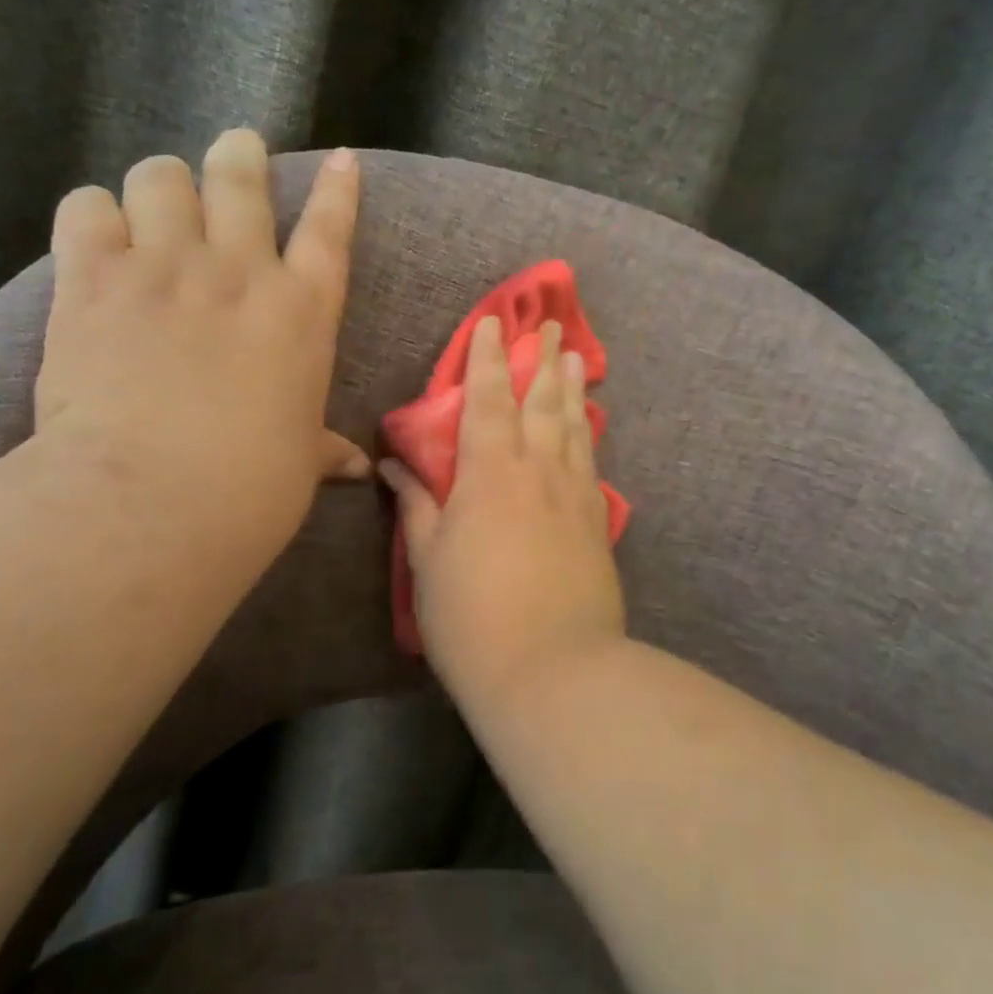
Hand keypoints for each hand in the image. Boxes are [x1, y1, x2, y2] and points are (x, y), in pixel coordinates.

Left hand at [35, 131, 366, 572]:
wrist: (154, 497)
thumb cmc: (251, 487)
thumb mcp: (299, 463)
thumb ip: (323, 450)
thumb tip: (356, 468)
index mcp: (302, 313)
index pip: (330, 231)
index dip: (339, 190)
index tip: (341, 160)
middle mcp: (240, 272)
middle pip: (241, 177)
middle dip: (240, 154)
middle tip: (238, 150)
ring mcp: (166, 268)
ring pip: (160, 176)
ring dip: (162, 183)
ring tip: (158, 201)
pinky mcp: (93, 279)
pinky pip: (87, 208)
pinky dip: (94, 214)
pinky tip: (98, 235)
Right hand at [381, 316, 625, 696]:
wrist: (553, 670)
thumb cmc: (473, 618)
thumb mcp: (428, 563)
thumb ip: (416, 507)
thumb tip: (395, 467)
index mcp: (490, 473)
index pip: (487, 400)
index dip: (488, 359)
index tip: (493, 323)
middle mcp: (538, 471)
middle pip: (542, 403)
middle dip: (541, 360)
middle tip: (550, 325)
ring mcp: (574, 496)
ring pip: (574, 427)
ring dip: (572, 389)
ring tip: (575, 359)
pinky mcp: (597, 523)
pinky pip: (591, 463)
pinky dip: (588, 436)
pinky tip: (589, 429)